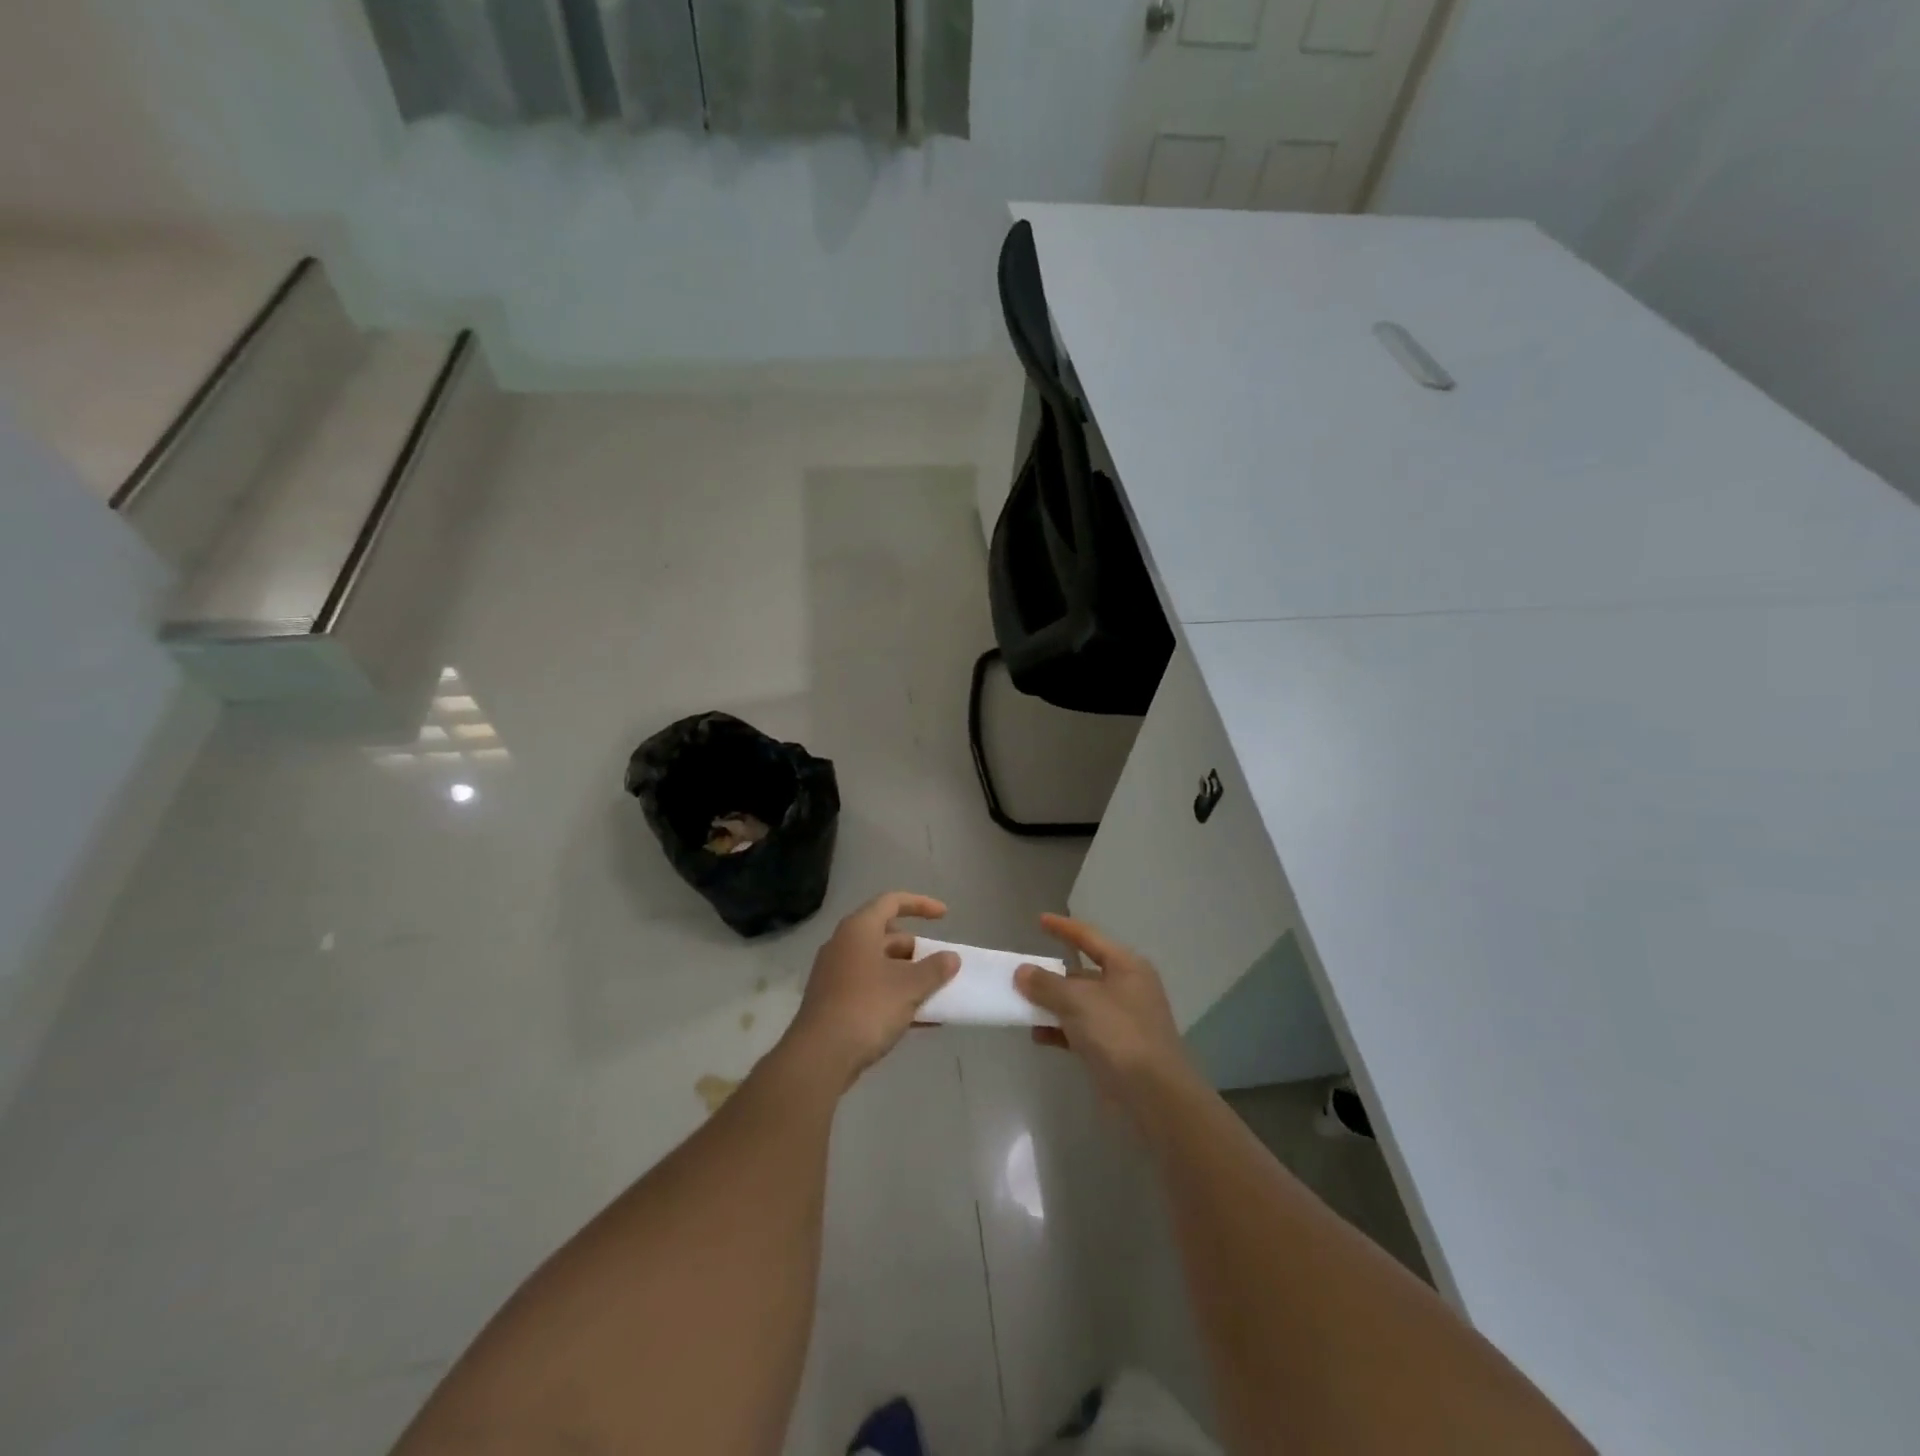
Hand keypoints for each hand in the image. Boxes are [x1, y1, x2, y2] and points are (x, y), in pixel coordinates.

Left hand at [782, 892, 959, 1088]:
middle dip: (917, 950)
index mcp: (859, 930)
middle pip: (886, 936)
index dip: (920, 904)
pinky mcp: (834, 1002)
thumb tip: (951, 958)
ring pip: (879, 966)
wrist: (820, 1057)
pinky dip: (895, 997)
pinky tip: (921, 1021)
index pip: (892, 902)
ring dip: (908, 977)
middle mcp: (844, 945)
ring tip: (935, 994)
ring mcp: (836, 975)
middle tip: (939, 966)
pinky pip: (871, 990)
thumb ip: (935, 969)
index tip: (945, 916)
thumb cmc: (867, 1008)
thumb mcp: (909, 987)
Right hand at [1015, 915, 1195, 1108]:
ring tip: (1022, 1007)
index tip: (1040, 920)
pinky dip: (1060, 1030)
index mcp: (1126, 966)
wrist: (1154, 1095)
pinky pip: (1081, 1030)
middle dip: (1052, 975)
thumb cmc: (1119, 1034)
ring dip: (1052, 1005)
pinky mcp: (1116, 1049)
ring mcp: (1122, 1020)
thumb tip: (1023, 972)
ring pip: (1080, 1004)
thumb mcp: (1078, 1001)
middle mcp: (1127, 988)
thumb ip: (1046, 984)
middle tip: (1022, 973)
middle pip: (1083, 973)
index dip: (1063, 928)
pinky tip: (1038, 1036)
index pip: (1089, 938)